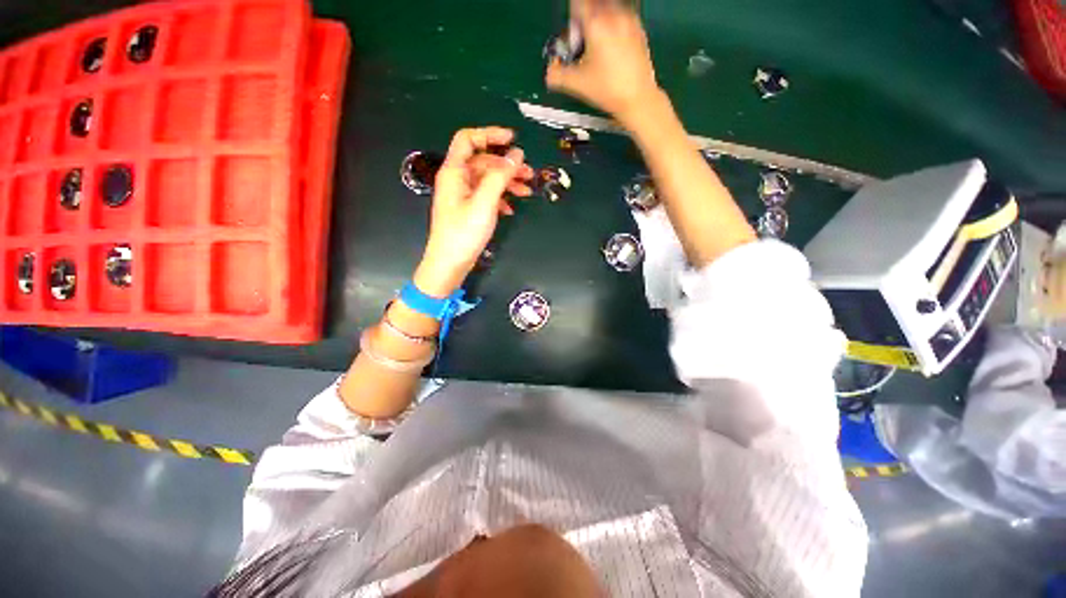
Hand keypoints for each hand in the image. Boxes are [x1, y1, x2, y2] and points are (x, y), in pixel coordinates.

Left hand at [414, 127, 530, 296]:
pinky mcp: (467, 210)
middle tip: (529, 173)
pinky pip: (485, 196)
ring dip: (507, 183)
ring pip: (486, 180)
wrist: (449, 264)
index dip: (490, 134)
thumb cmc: (464, 233)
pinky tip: (511, 209)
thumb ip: (500, 176)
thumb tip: (516, 154)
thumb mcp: (485, 203)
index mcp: (455, 171)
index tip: (513, 139)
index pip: (468, 139)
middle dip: (506, 165)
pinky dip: (500, 198)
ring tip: (527, 192)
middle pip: (482, 161)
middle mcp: (456, 179)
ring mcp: (462, 196)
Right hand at [545, 0, 660, 124]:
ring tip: (597, 48)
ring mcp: (629, 21)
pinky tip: (611, 51)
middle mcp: (614, 15)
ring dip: (599, 22)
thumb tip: (549, 71)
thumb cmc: (608, 90)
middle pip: (593, 5)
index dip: (572, 19)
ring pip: (608, 9)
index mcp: (597, 23)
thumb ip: (556, 75)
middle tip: (583, 42)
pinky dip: (612, 27)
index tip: (572, 34)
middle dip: (584, 20)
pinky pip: (621, 18)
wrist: (637, 99)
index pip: (578, 4)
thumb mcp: (577, 84)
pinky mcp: (639, 30)